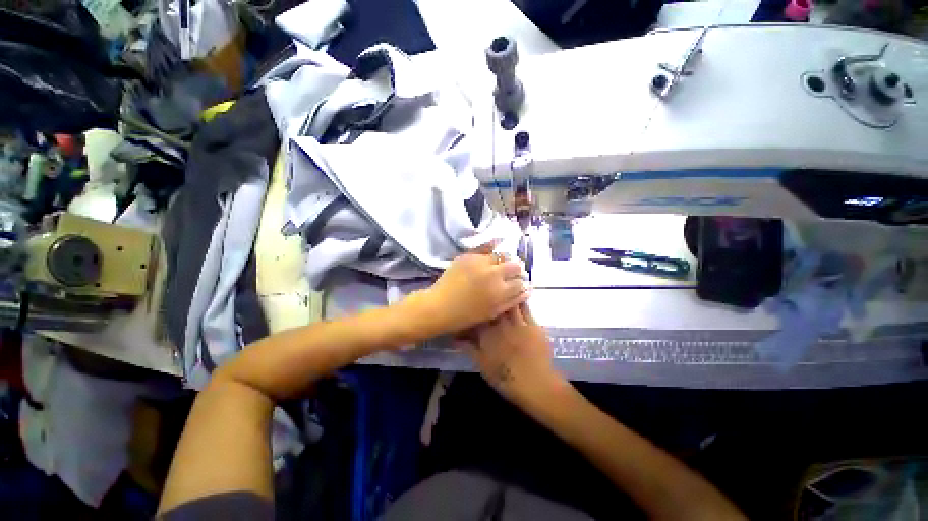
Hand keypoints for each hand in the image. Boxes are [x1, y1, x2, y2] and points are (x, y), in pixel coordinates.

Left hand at [418, 246, 528, 334]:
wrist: (439, 306)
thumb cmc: (466, 315)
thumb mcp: (492, 312)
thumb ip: (511, 301)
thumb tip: (527, 290)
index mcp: (500, 291)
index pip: (521, 282)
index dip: (523, 282)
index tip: (521, 283)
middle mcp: (494, 274)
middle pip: (516, 265)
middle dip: (518, 269)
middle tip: (514, 273)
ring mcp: (480, 263)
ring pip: (502, 255)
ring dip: (506, 259)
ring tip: (502, 264)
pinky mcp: (469, 256)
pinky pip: (485, 247)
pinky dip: (493, 245)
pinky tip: (498, 243)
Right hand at [461, 304, 561, 405]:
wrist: (536, 384)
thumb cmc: (505, 378)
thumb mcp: (482, 365)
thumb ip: (469, 349)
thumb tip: (456, 337)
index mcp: (486, 335)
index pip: (476, 317)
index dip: (472, 309)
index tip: (470, 305)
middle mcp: (501, 325)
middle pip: (492, 306)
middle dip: (489, 299)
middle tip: (486, 294)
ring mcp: (518, 323)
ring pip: (508, 304)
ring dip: (504, 296)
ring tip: (502, 289)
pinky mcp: (533, 324)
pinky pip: (525, 308)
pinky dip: (520, 301)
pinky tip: (518, 296)